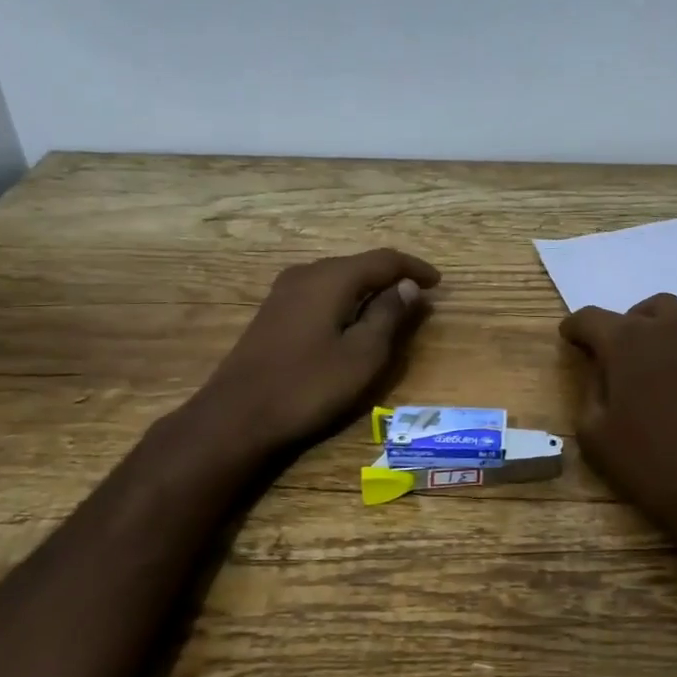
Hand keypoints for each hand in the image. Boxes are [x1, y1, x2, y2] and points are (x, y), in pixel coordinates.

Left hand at [181, 248, 440, 460]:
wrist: (237, 417)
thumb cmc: (308, 386)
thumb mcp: (362, 355)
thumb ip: (388, 315)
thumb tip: (407, 286)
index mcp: (332, 278)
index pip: (384, 260)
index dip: (414, 268)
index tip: (439, 283)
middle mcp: (307, 273)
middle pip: (360, 265)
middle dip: (392, 277)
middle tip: (418, 297)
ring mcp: (285, 291)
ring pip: (339, 278)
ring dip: (369, 289)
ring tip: (392, 308)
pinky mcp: (274, 311)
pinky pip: (322, 292)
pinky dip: (346, 300)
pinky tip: (353, 320)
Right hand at [560, 293, 676, 567]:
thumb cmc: (651, 463)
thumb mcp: (595, 435)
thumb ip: (590, 391)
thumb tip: (600, 371)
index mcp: (625, 342)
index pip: (590, 318)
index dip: (575, 327)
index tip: (570, 339)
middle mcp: (666, 329)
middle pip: (638, 311)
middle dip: (622, 326)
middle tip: (617, 356)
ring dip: (659, 329)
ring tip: (655, 360)